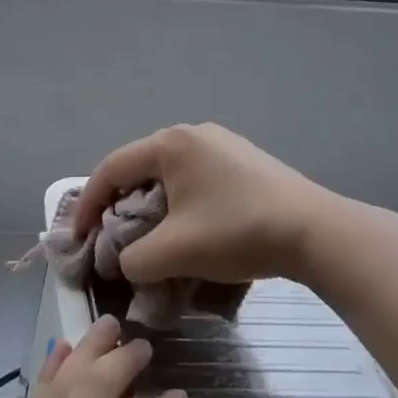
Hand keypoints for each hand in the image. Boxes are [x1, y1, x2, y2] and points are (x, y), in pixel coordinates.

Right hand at [73, 123, 339, 285]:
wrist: (318, 232)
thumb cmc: (236, 232)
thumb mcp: (173, 253)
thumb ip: (133, 260)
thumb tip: (127, 263)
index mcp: (169, 144)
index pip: (110, 170)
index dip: (88, 204)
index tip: (79, 237)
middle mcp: (192, 134)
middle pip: (139, 170)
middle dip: (120, 207)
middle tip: (113, 239)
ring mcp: (223, 144)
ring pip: (169, 176)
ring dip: (152, 208)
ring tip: (152, 240)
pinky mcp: (246, 162)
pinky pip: (197, 180)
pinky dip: (181, 205)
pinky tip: (191, 231)